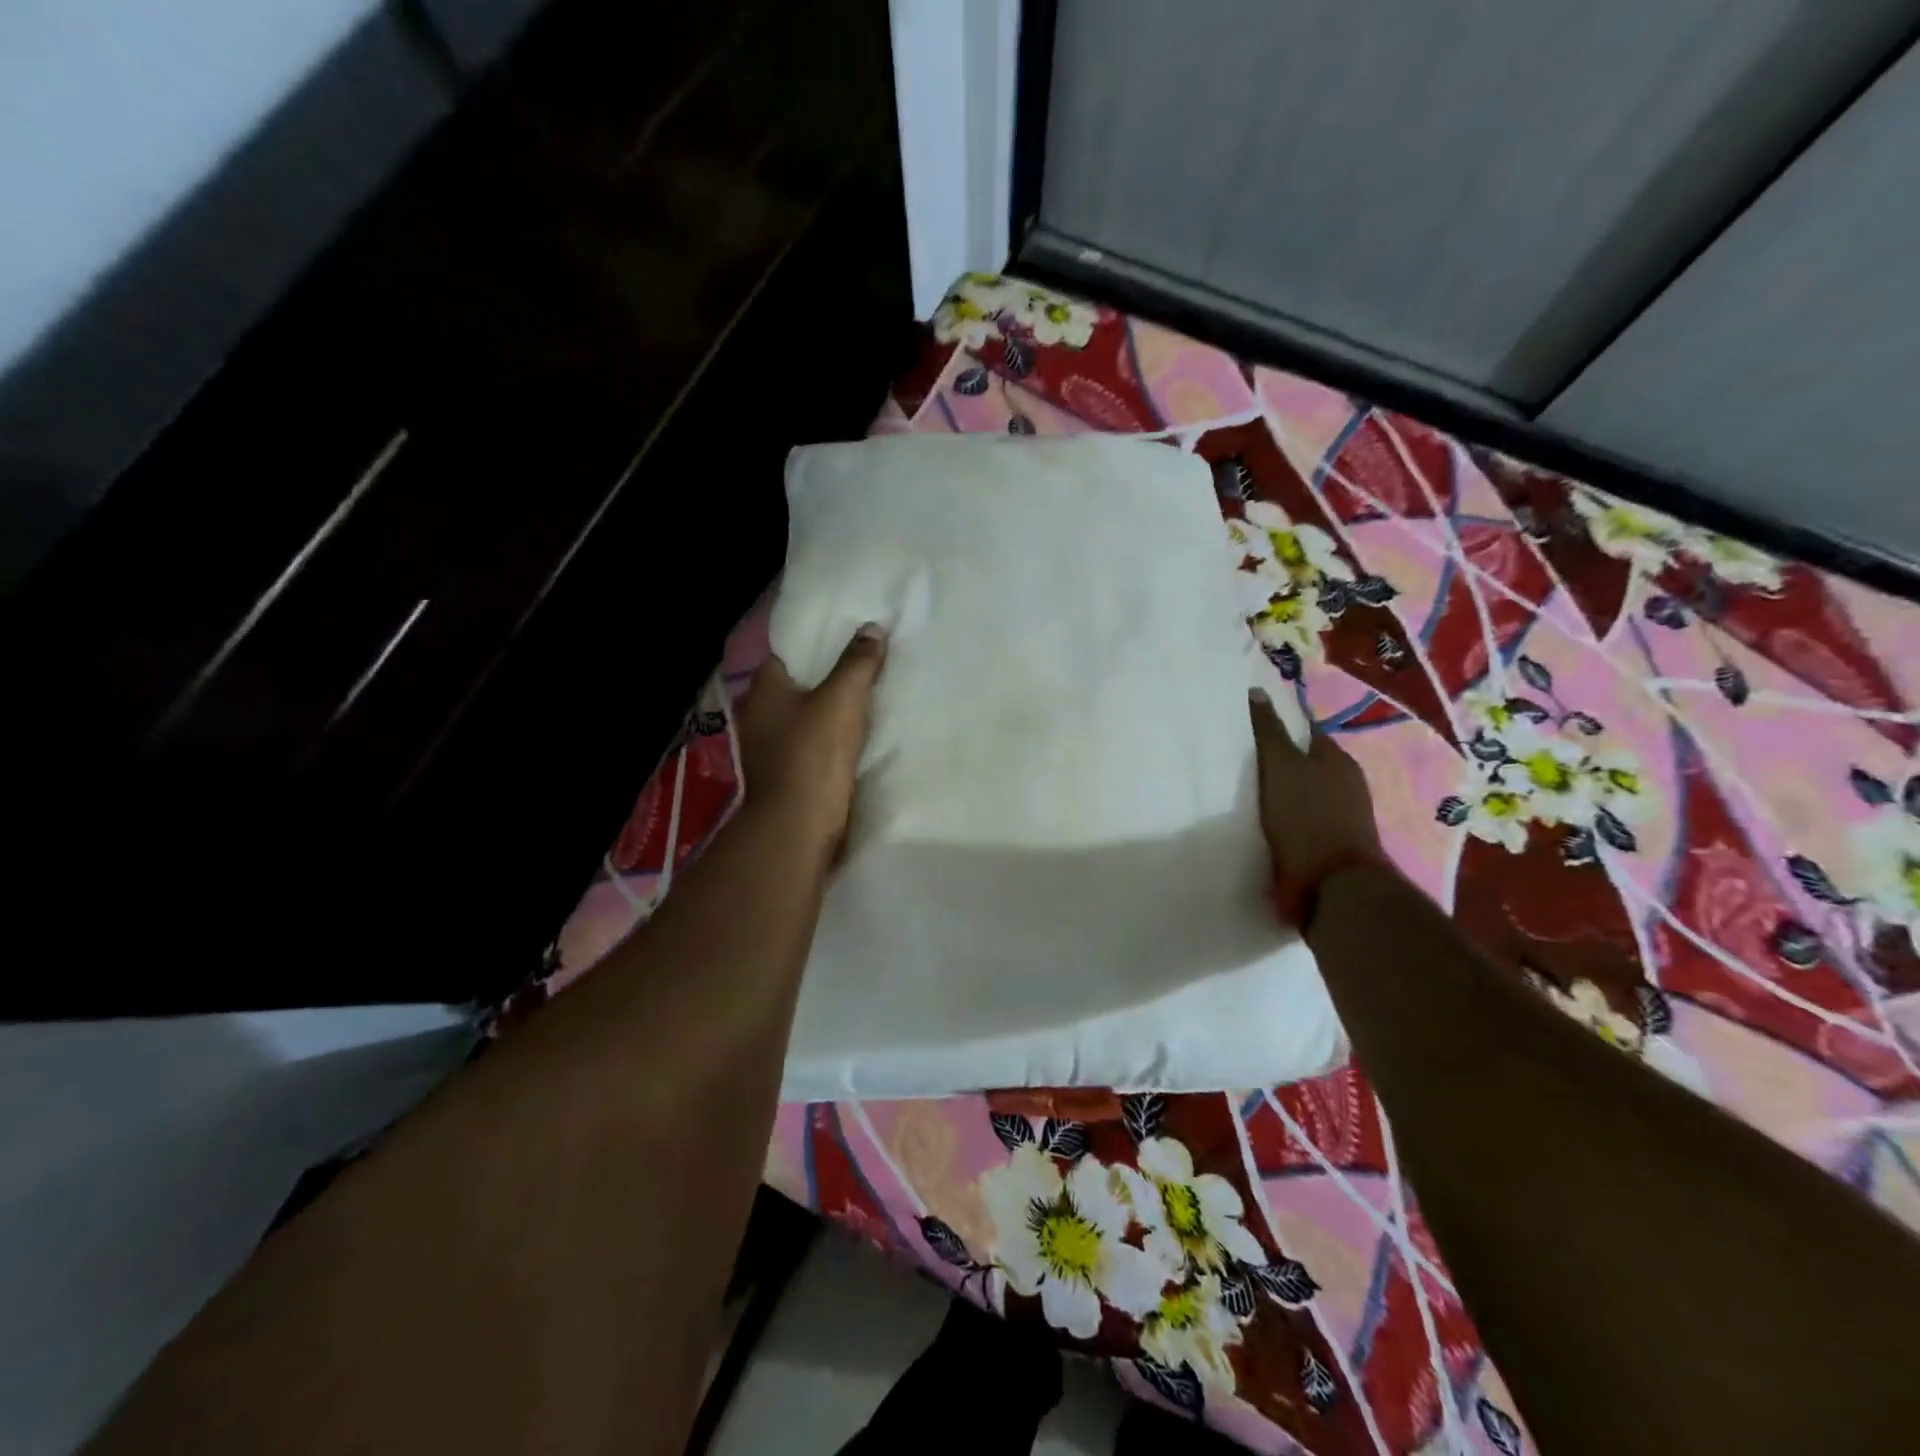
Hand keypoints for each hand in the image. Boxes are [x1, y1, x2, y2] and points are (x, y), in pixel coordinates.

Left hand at [737, 624, 887, 859]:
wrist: (798, 824)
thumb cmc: (814, 753)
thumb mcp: (842, 699)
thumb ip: (857, 662)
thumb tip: (872, 628)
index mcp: (763, 689)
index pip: (785, 654)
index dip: (813, 645)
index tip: (844, 639)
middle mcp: (758, 714)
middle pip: (796, 685)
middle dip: (825, 677)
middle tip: (862, 665)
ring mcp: (768, 747)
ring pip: (802, 716)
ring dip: (827, 711)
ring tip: (865, 697)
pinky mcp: (784, 773)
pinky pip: (809, 744)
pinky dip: (827, 738)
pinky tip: (854, 736)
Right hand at [1249, 687, 1382, 883]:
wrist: (1332, 886)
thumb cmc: (1306, 817)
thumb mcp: (1281, 766)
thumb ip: (1268, 731)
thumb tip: (1257, 691)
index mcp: (1336, 758)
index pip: (1304, 729)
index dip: (1277, 724)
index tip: (1246, 726)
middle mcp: (1344, 783)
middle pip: (1304, 762)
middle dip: (1277, 759)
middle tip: (1238, 758)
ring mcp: (1341, 815)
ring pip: (1302, 792)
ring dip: (1279, 791)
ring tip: (1243, 791)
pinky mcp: (1329, 844)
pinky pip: (1300, 820)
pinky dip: (1282, 817)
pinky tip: (1260, 821)